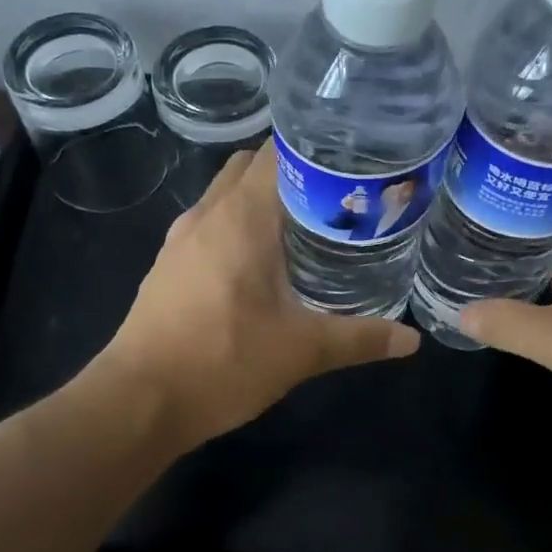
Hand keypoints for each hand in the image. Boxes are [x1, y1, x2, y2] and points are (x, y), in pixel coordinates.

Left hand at [100, 143, 419, 446]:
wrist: (139, 401)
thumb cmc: (223, 362)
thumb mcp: (302, 351)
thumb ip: (360, 338)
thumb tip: (411, 340)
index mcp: (243, 216)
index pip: (280, 151)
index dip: (317, 149)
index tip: (354, 163)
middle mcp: (209, 213)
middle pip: (252, 165)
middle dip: (293, 171)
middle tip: (338, 196)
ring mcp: (182, 237)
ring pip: (227, 194)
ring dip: (262, 198)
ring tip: (306, 224)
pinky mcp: (169, 263)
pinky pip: (210, 223)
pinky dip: (238, 225)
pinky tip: (262, 261)